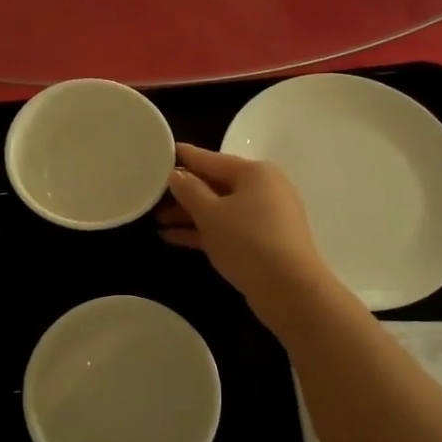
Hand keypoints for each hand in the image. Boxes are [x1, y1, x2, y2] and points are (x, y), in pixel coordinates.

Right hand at [159, 143, 331, 312]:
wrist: (290, 290)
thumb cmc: (248, 241)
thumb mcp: (211, 214)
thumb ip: (190, 191)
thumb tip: (176, 175)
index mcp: (254, 172)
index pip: (211, 159)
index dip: (184, 156)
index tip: (161, 152)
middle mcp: (264, 189)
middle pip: (216, 184)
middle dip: (184, 192)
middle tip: (152, 194)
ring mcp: (265, 217)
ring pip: (220, 209)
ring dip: (190, 215)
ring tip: (157, 220)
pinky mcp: (264, 242)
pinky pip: (228, 228)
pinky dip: (204, 231)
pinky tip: (173, 237)